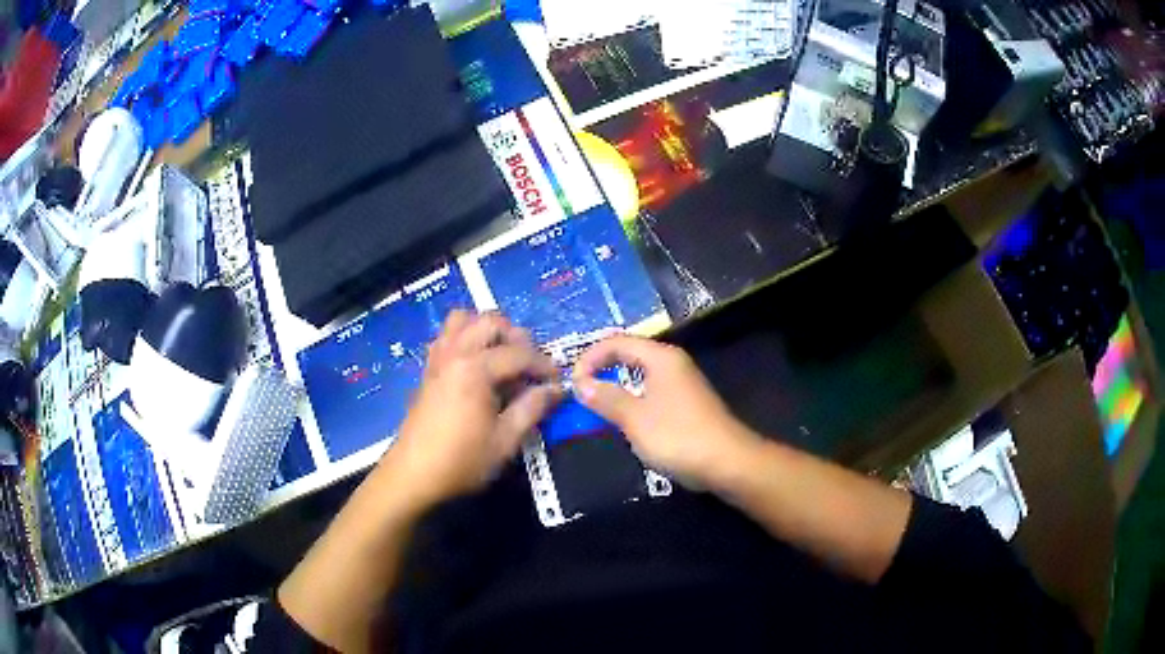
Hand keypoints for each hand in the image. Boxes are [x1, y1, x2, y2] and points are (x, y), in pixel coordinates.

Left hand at [387, 311, 560, 509]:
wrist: (413, 474)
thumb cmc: (462, 460)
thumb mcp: (505, 440)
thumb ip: (532, 408)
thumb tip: (556, 389)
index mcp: (475, 368)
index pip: (519, 353)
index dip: (544, 365)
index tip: (558, 382)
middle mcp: (455, 352)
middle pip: (490, 322)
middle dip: (516, 337)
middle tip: (529, 366)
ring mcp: (437, 358)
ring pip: (463, 319)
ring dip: (486, 330)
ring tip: (501, 357)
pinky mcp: (427, 369)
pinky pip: (446, 336)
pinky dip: (465, 338)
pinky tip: (476, 366)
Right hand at [572, 335, 759, 488]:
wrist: (727, 462)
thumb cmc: (678, 436)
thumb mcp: (634, 418)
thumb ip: (606, 397)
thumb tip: (580, 383)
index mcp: (660, 357)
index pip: (616, 342)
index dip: (590, 357)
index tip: (571, 382)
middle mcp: (672, 363)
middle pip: (628, 354)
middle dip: (601, 368)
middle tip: (577, 390)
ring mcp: (681, 384)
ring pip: (639, 375)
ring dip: (615, 385)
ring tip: (593, 403)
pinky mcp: (685, 404)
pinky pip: (650, 392)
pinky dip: (631, 399)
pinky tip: (622, 418)